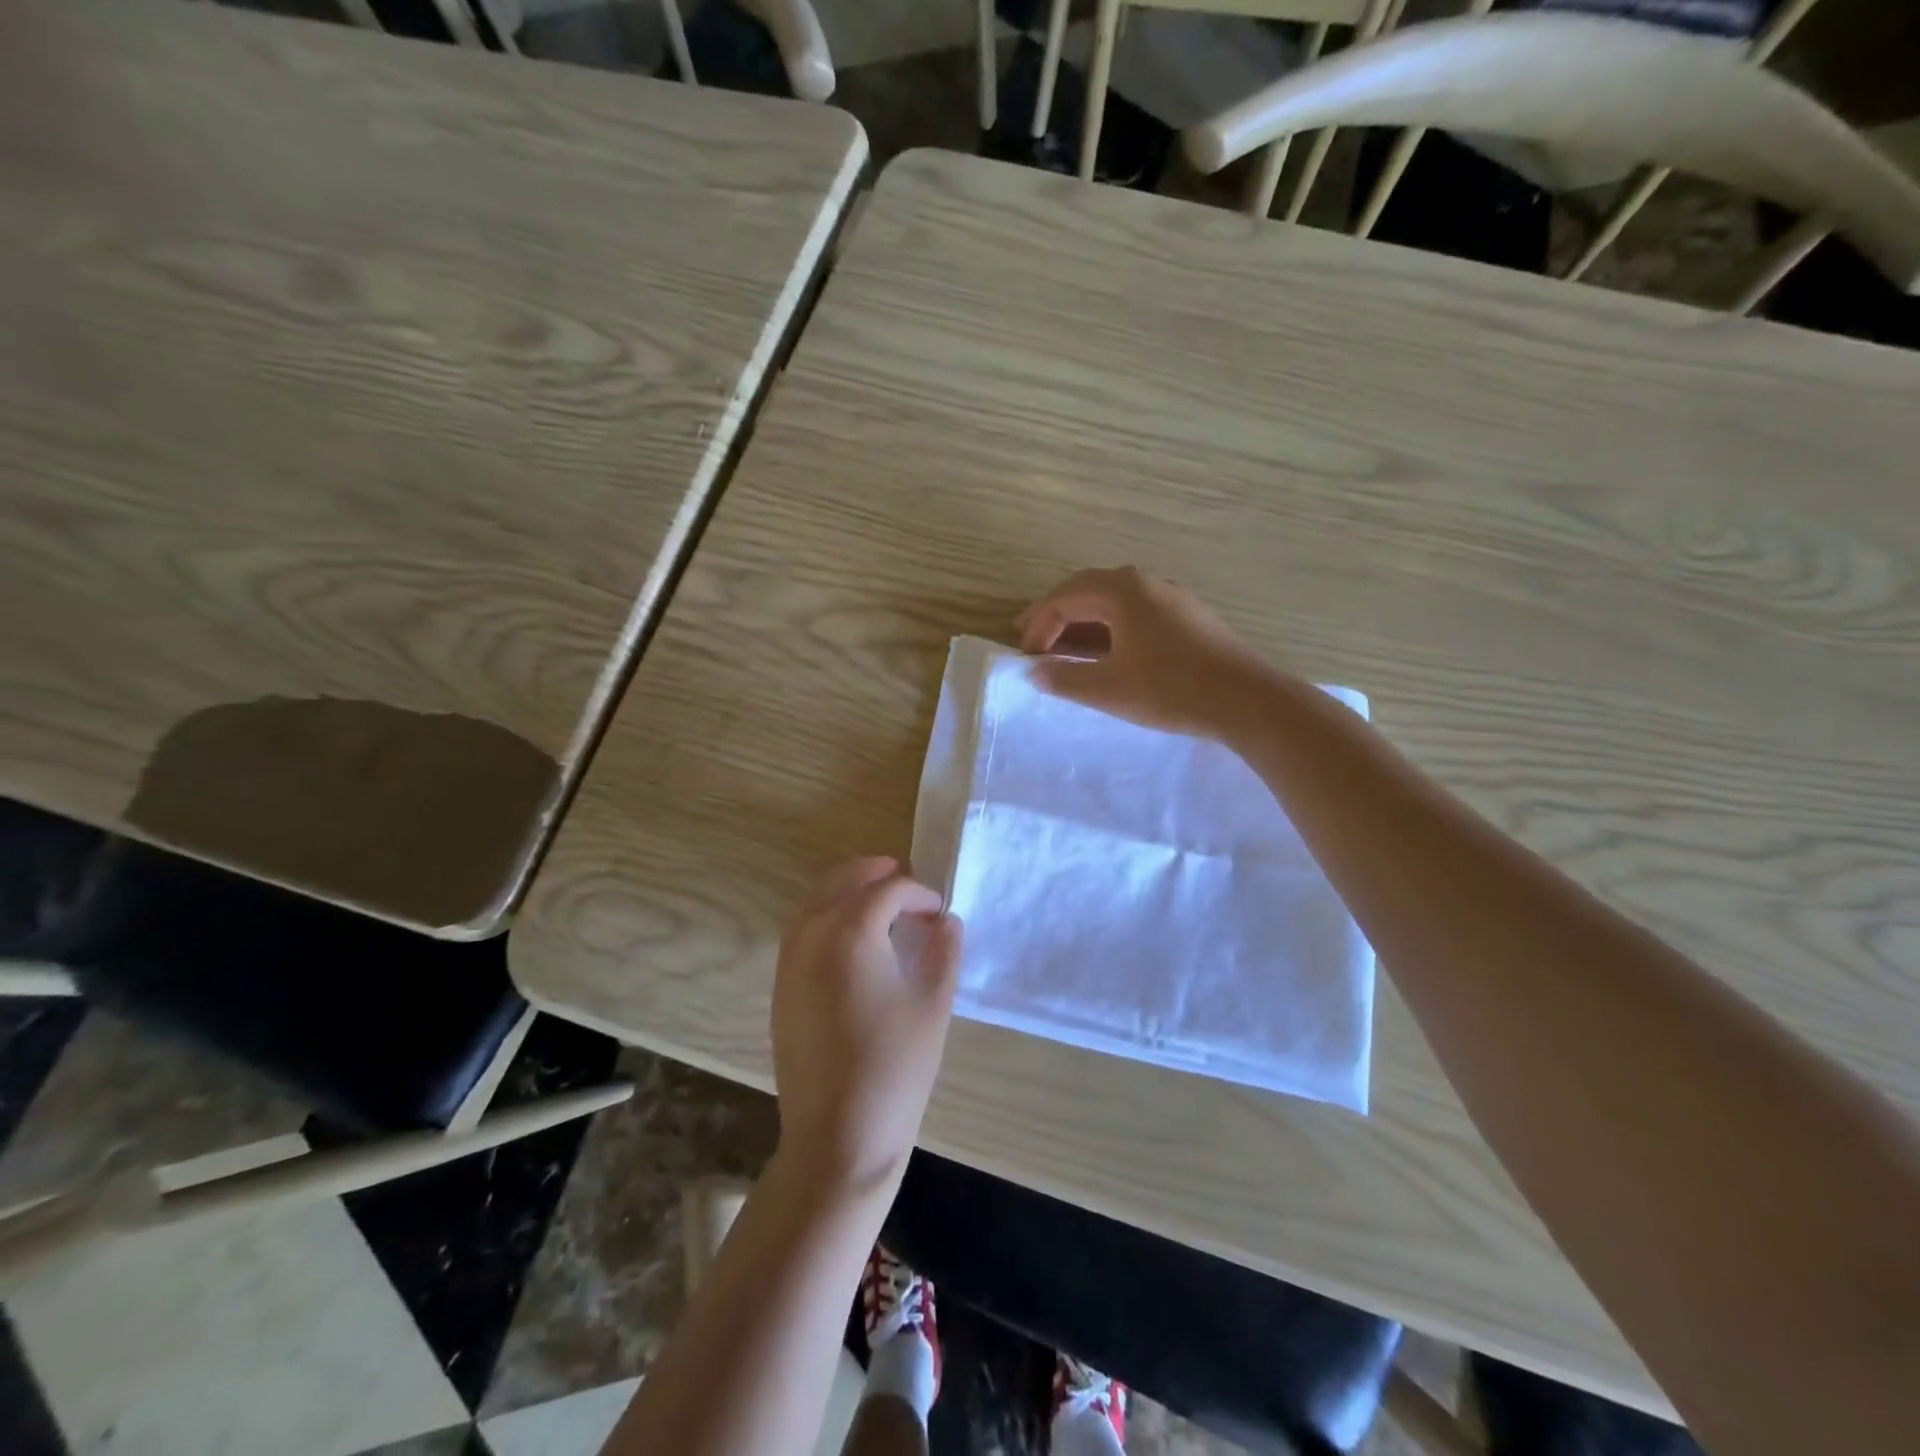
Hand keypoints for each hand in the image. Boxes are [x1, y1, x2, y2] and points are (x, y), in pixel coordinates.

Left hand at [771, 857, 963, 1192]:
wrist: (837, 1137)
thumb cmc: (895, 1068)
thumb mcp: (933, 1004)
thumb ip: (944, 951)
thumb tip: (947, 922)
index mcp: (850, 931)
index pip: (888, 890)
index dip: (919, 894)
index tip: (940, 913)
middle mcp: (811, 934)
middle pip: (841, 880)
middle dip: (874, 873)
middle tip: (905, 882)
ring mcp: (789, 960)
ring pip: (815, 900)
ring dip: (847, 890)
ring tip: (880, 902)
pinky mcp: (781, 986)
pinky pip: (802, 928)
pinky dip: (826, 914)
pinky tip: (852, 938)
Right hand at [1016, 566, 1282, 738]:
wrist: (1246, 700)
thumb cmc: (1170, 690)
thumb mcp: (1108, 688)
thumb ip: (1065, 677)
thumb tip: (1034, 671)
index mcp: (1122, 591)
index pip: (1064, 599)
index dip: (1038, 627)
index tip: (1025, 657)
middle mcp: (1145, 583)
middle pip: (1087, 589)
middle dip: (1055, 613)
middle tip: (1031, 636)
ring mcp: (1170, 596)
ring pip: (1112, 599)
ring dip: (1082, 618)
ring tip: (1063, 643)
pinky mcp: (1187, 616)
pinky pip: (1134, 610)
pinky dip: (1109, 625)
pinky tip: (1107, 649)